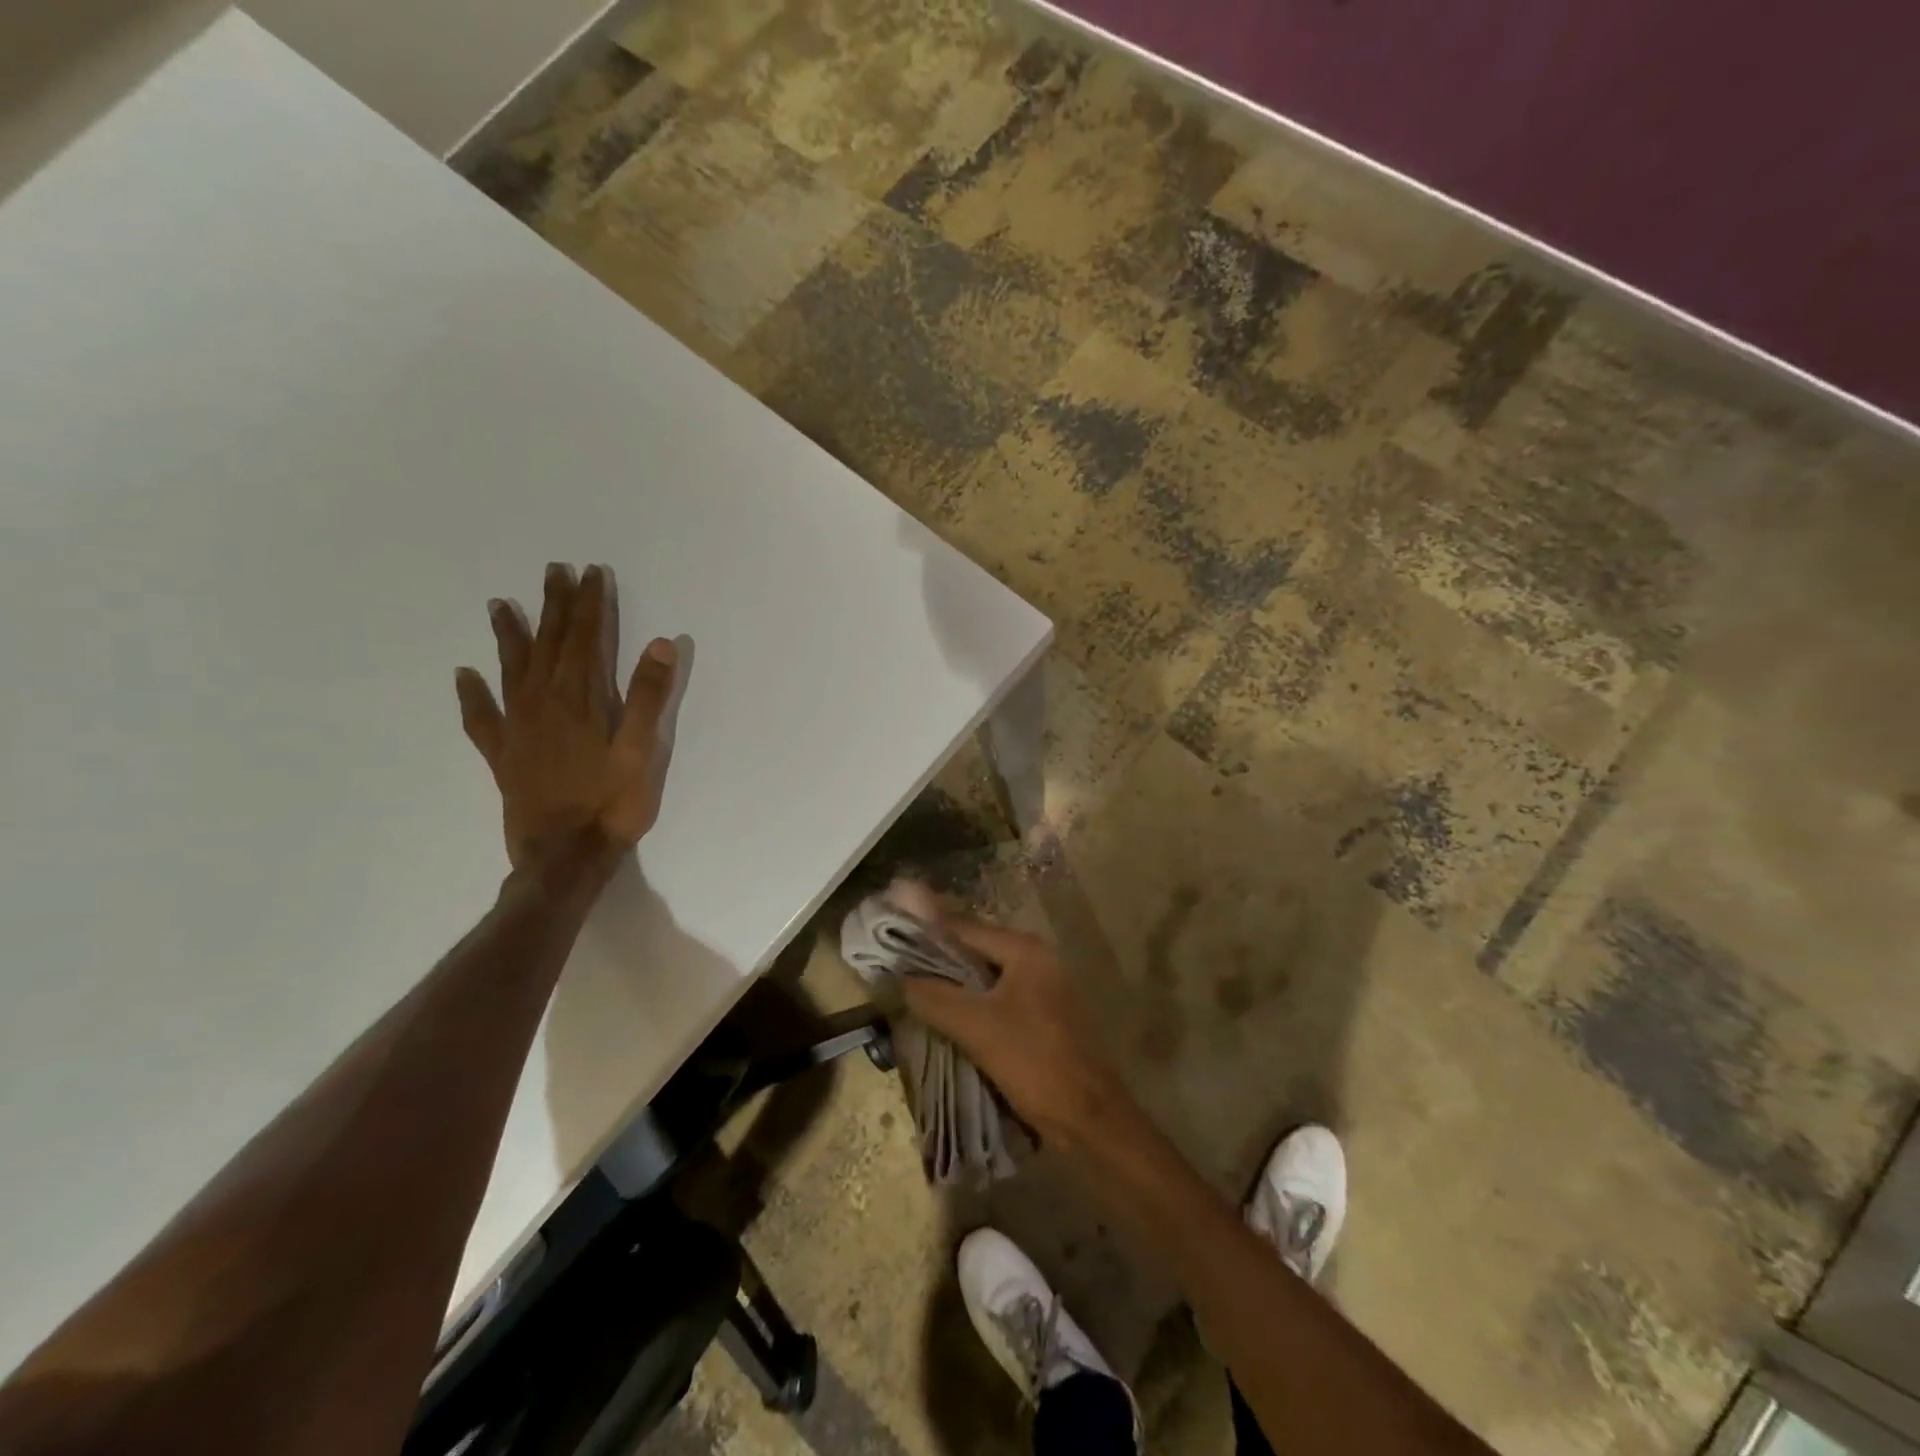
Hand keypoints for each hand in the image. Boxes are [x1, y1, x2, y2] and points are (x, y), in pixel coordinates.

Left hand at [454, 562, 676, 877]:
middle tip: (553, 571)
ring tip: (501, 605)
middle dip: (554, 607)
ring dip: (509, 636)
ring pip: (511, 670)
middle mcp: (542, 705)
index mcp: (579, 701)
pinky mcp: (503, 755)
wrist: (563, 857)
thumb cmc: (611, 805)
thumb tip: (659, 643)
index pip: (585, 640)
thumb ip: (647, 697)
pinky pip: (482, 718)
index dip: (589, 605)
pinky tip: (464, 677)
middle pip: (548, 645)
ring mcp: (517, 730)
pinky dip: (472, 695)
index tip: (591, 573)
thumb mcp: (641, 751)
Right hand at [902, 913, 1128, 1149]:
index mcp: (1025, 949)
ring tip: (913, 992)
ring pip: (985, 976)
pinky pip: (998, 998)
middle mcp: (1037, 958)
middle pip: (975, 949)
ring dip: (953, 984)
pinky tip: (947, 1017)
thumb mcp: (976, 1027)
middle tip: (897, 968)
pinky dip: (972, 1003)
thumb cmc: (1034, 1062)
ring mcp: (1043, 986)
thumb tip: (897, 977)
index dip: (926, 932)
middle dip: (937, 959)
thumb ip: (934, 997)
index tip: (890, 938)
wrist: (1089, 1118)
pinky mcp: (1044, 1014)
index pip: (964, 928)